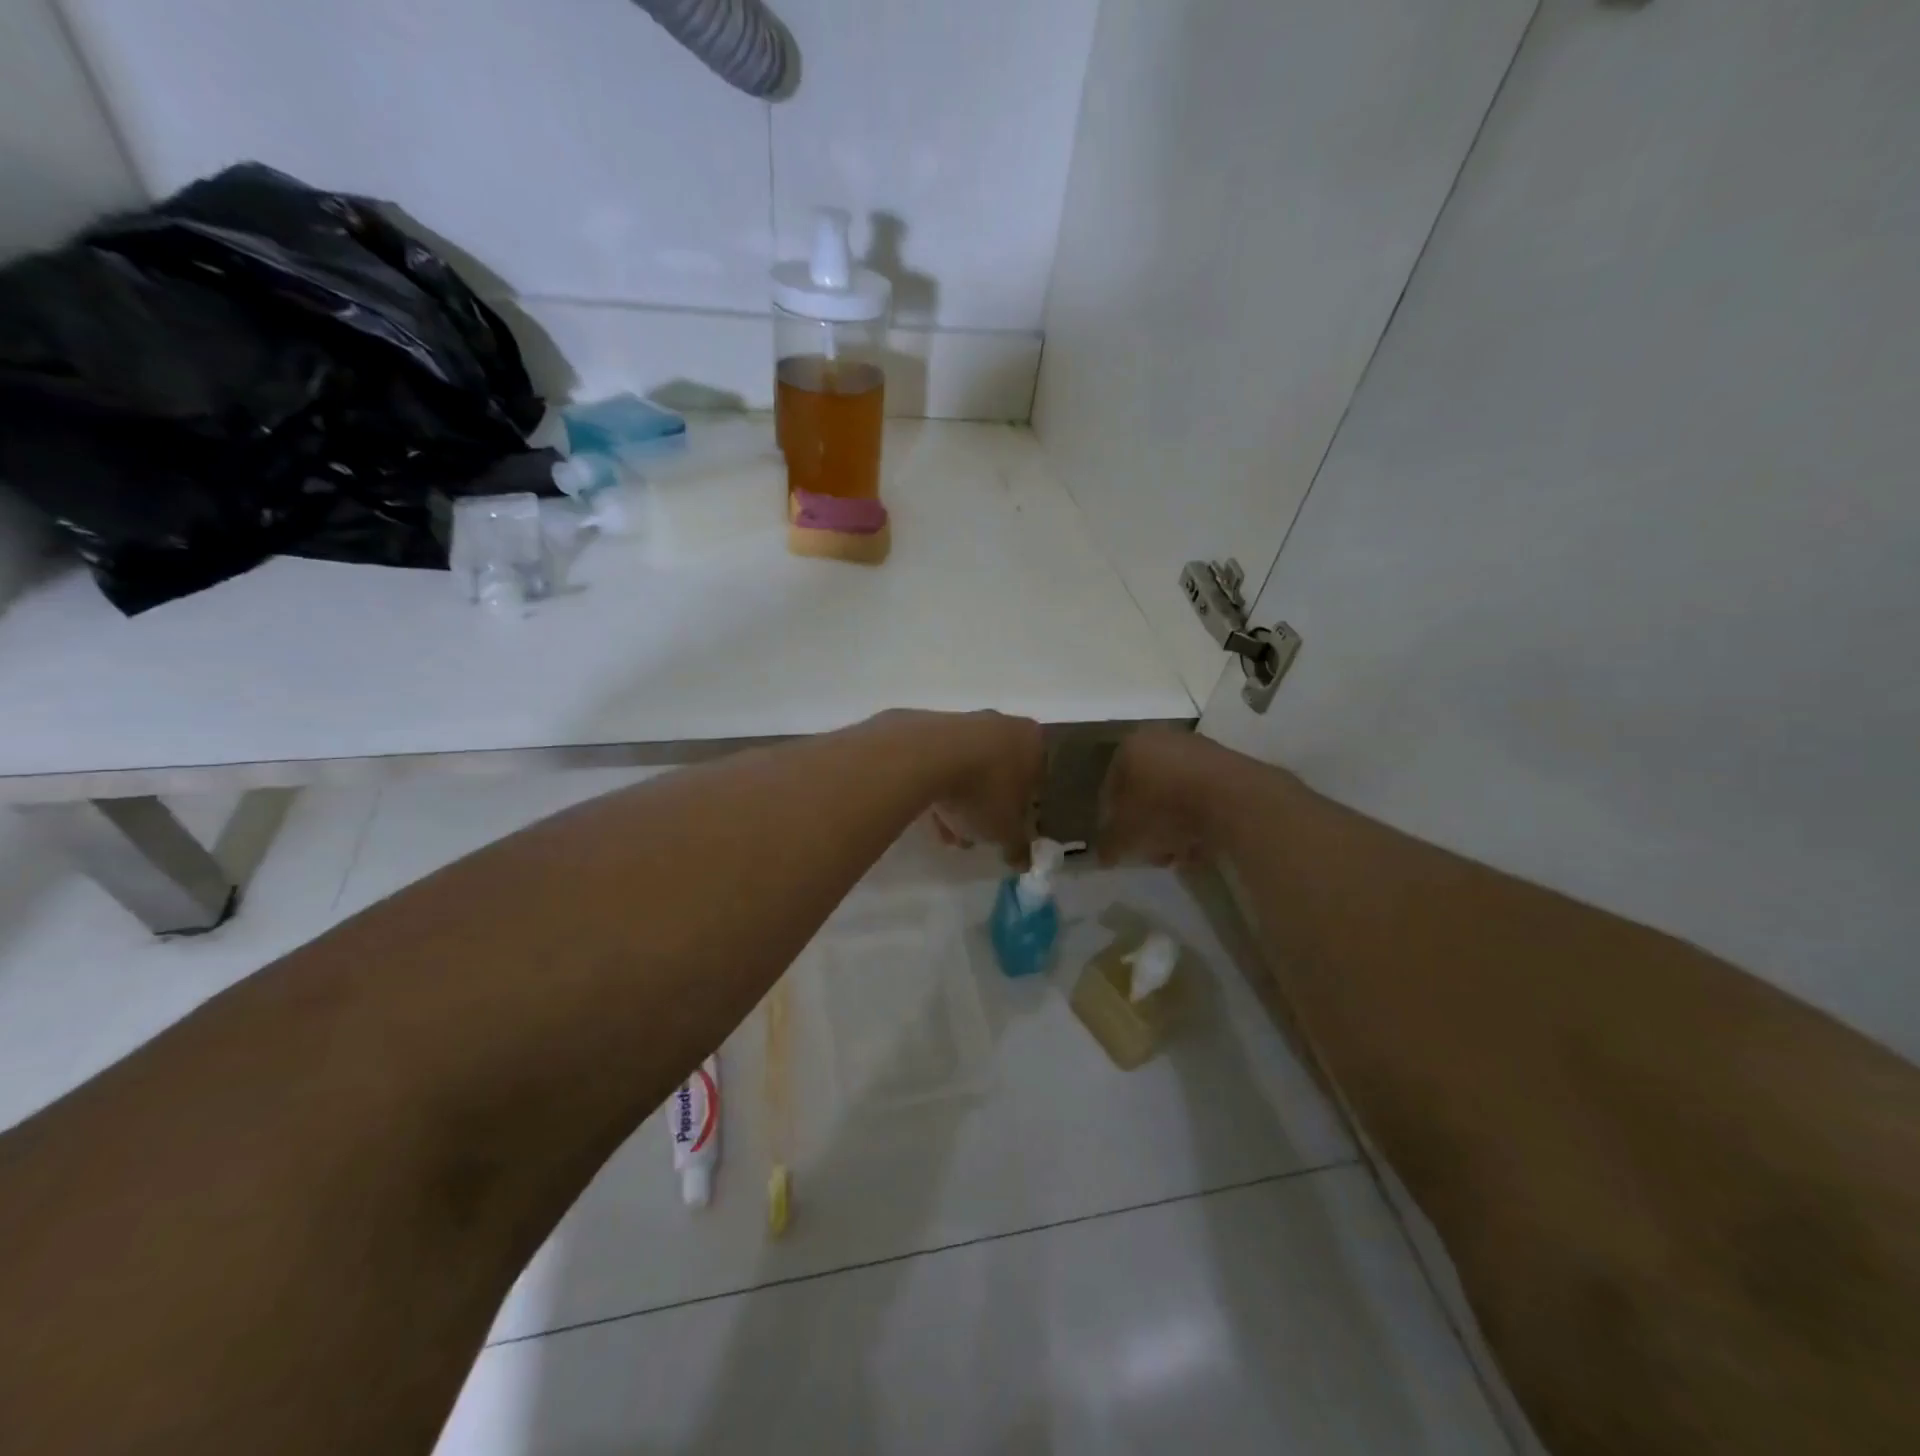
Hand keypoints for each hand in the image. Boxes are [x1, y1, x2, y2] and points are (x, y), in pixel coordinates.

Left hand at [924, 712, 1043, 866]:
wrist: (924, 756)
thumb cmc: (984, 791)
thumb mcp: (1006, 831)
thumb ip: (1018, 846)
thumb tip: (1022, 861)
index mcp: (1032, 741)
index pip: (1037, 779)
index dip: (1023, 811)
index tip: (1009, 831)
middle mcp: (1002, 723)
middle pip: (999, 773)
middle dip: (988, 807)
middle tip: (977, 834)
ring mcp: (963, 721)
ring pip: (967, 768)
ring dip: (960, 801)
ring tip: (946, 834)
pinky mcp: (927, 726)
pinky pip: (939, 762)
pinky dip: (937, 786)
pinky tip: (927, 815)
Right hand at [1095, 728, 1225, 865]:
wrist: (1234, 799)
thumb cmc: (1165, 809)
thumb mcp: (1126, 835)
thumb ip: (1109, 845)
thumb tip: (1103, 857)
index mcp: (1129, 747)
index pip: (1110, 787)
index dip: (1112, 820)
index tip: (1121, 844)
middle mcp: (1161, 739)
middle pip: (1145, 790)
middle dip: (1146, 825)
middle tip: (1150, 851)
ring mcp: (1198, 749)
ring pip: (1175, 794)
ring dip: (1173, 826)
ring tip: (1178, 854)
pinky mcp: (1228, 764)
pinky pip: (1203, 796)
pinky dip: (1199, 819)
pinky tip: (1202, 846)